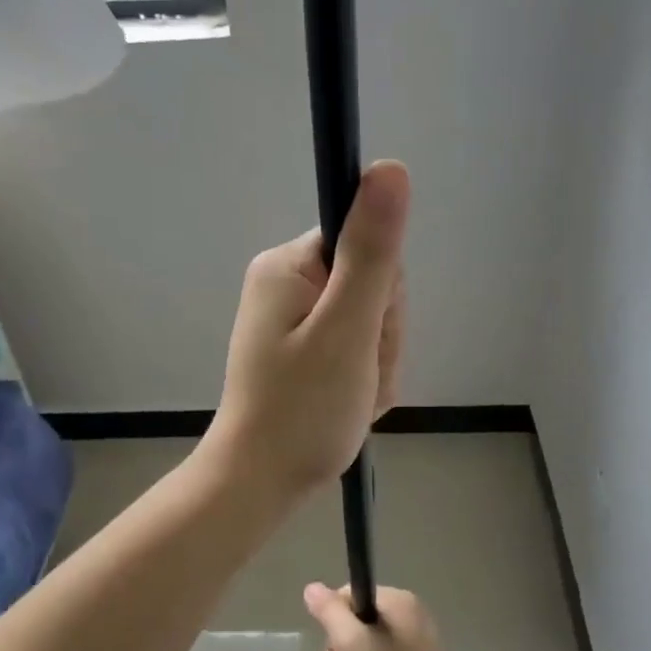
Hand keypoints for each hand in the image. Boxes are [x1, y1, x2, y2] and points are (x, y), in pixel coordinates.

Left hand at [206, 161, 408, 498]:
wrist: (260, 483)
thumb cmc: (302, 410)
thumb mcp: (346, 330)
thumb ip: (373, 252)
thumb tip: (390, 167)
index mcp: (289, 265)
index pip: (368, 245)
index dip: (382, 296)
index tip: (366, 335)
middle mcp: (286, 281)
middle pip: (372, 284)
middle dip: (380, 336)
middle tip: (358, 377)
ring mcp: (293, 317)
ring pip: (370, 320)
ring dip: (376, 362)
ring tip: (352, 396)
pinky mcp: (302, 347)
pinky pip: (356, 346)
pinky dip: (363, 376)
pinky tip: (349, 402)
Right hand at [304, 583, 461, 650]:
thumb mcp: (349, 644)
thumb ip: (330, 612)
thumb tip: (313, 588)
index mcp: (398, 600)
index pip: (349, 594)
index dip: (333, 621)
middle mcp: (412, 613)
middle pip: (359, 619)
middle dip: (342, 646)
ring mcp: (419, 641)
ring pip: (370, 642)